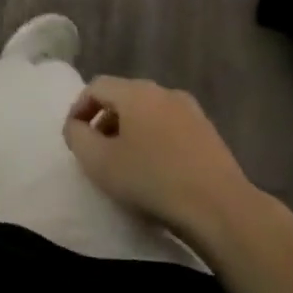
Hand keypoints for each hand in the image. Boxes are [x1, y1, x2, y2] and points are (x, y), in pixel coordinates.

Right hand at [62, 76, 254, 235]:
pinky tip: (155, 167)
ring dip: (129, 129)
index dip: (79, 108)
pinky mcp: (208, 131)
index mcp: (136, 92)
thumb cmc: (151, 180)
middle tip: (95, 149)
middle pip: (124, 96)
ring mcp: (190, 110)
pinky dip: (153, 137)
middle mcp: (164, 92)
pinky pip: (169, 125)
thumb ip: (77, 136)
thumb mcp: (98, 161)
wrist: (218, 206)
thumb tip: (76, 126)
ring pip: (148, 110)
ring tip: (124, 160)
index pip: (97, 87)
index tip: (73, 137)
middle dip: (104, 119)